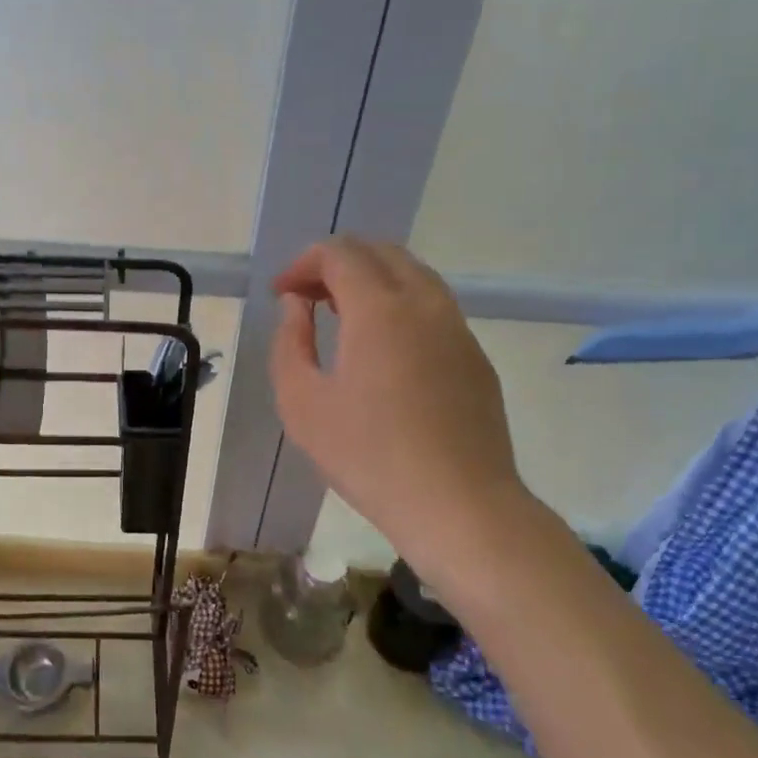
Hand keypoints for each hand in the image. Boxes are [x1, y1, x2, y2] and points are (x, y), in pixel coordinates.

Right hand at [272, 238, 525, 566]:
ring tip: (341, 317)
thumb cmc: (368, 456)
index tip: (282, 295)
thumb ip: (290, 342)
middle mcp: (424, 304)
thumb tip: (297, 306)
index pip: (340, 254)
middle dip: (336, 264)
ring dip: (371, 281)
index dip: (303, 264)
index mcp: (379, 309)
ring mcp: (457, 329)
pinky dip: (399, 304)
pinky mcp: (475, 357)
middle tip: (307, 298)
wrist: (459, 505)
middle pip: (380, 252)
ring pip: (413, 275)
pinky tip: (382, 349)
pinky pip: (433, 307)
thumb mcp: (301, 403)